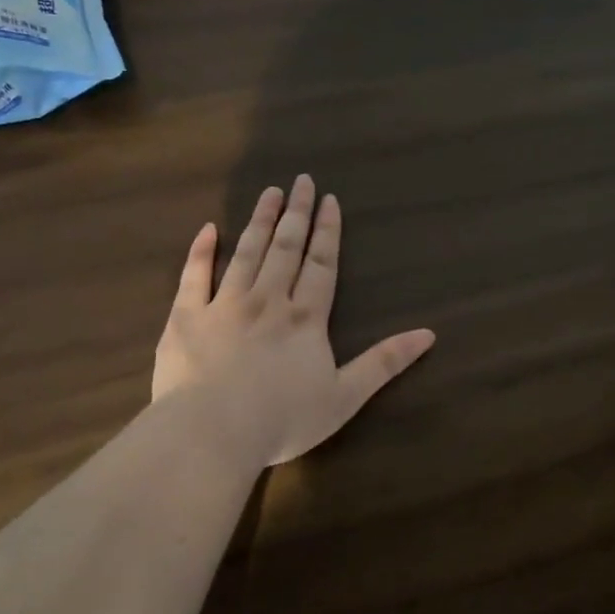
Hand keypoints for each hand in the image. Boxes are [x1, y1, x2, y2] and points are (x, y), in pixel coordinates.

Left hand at [153, 175, 435, 465]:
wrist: (212, 434)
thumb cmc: (283, 420)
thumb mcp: (345, 397)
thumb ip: (384, 363)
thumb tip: (428, 334)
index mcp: (305, 318)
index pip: (321, 264)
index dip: (327, 231)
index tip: (329, 199)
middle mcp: (266, 301)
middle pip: (285, 248)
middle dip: (296, 213)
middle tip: (301, 180)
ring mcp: (223, 306)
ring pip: (245, 253)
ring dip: (259, 221)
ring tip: (269, 193)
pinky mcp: (185, 318)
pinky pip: (193, 277)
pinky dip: (200, 252)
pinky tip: (207, 230)